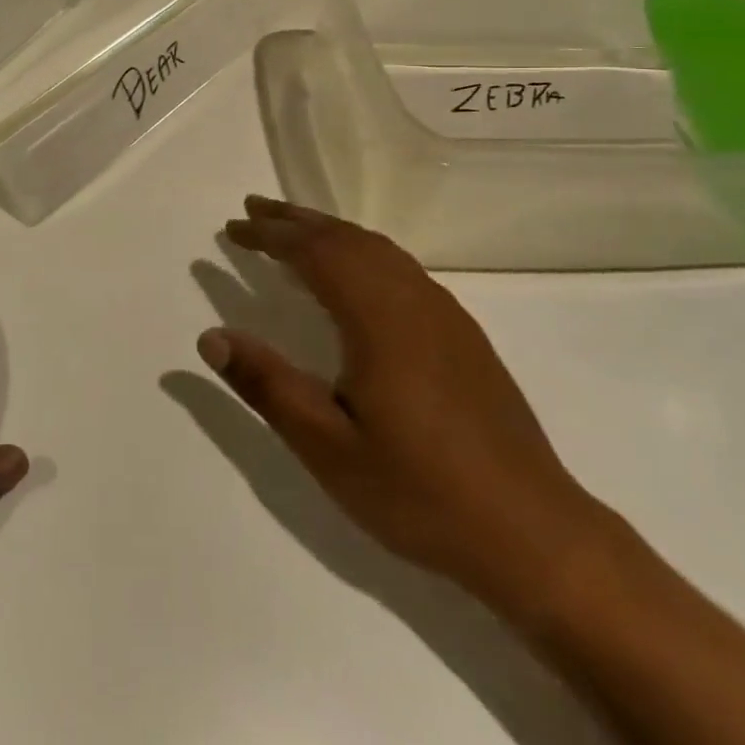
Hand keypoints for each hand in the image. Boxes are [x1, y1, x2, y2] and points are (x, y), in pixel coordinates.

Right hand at [200, 196, 601, 616]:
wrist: (533, 533)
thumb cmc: (419, 492)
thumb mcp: (328, 448)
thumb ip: (267, 385)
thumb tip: (211, 336)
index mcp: (378, 318)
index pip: (314, 252)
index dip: (269, 235)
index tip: (231, 227)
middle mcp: (412, 298)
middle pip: (346, 237)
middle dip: (294, 220)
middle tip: (251, 211)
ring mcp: (443, 312)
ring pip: (377, 247)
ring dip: (329, 230)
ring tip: (292, 229)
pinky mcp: (462, 332)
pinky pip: (399, 265)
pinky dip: (361, 249)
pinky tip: (353, 272)